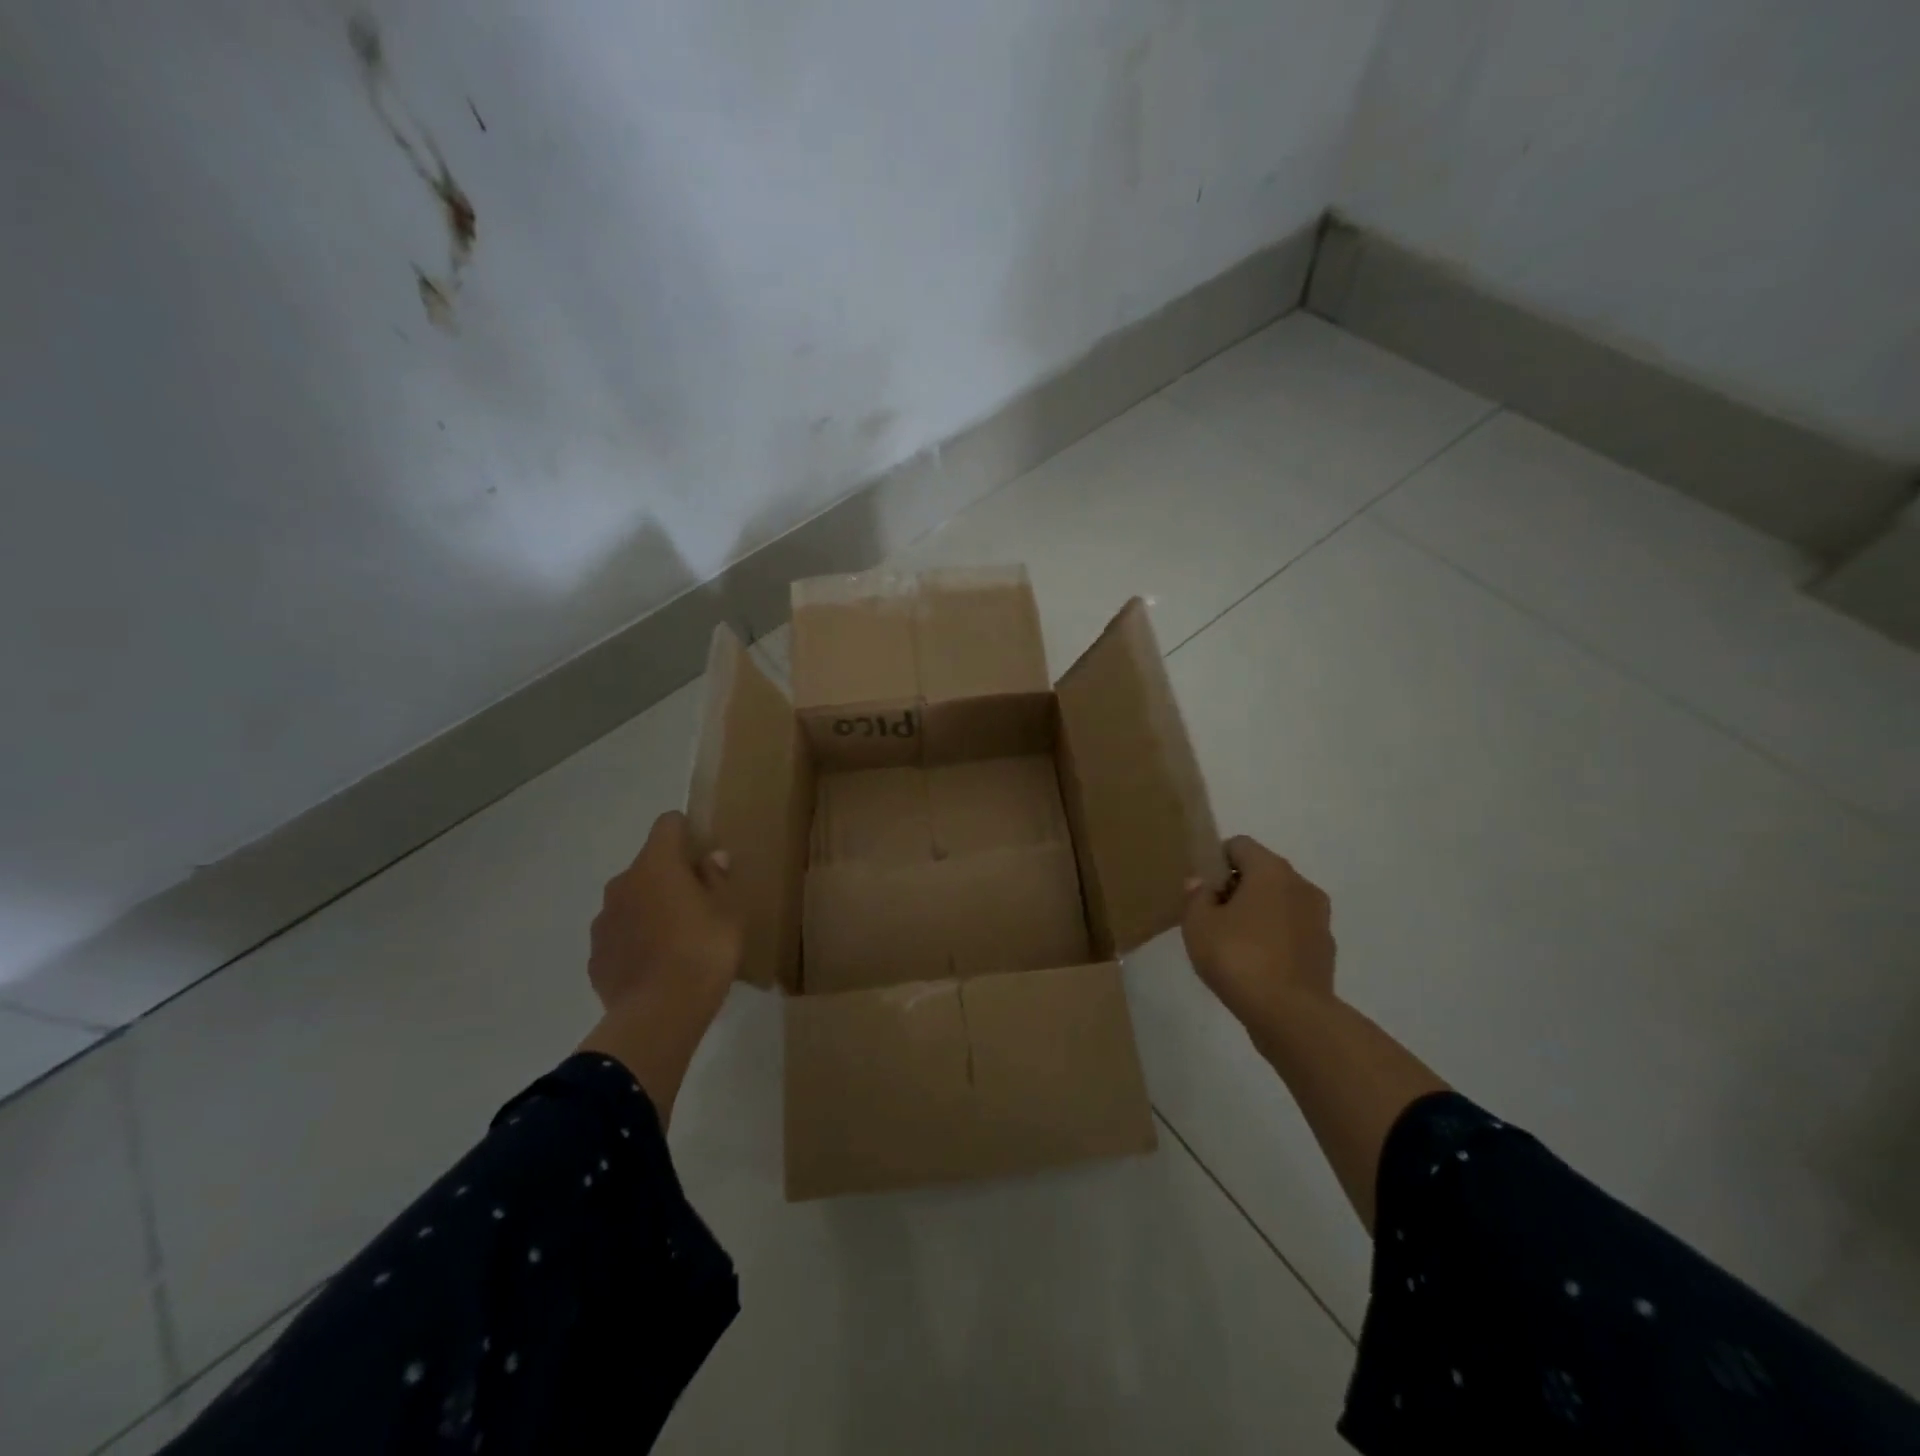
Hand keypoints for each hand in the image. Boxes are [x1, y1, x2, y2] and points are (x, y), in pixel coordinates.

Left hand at [580, 811, 740, 1120]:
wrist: (659, 1014)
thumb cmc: (704, 951)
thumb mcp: (728, 912)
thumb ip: (717, 879)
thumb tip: (711, 858)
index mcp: (657, 864)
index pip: (668, 824)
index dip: (687, 831)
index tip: (703, 852)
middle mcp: (623, 883)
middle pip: (648, 864)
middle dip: (670, 876)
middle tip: (698, 903)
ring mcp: (604, 920)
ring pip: (631, 900)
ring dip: (650, 908)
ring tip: (677, 939)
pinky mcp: (596, 955)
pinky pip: (620, 935)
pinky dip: (636, 941)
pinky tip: (657, 965)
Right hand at [1181, 835, 1335, 1032]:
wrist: (1291, 1016)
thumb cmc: (1239, 958)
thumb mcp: (1198, 925)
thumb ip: (1196, 897)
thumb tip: (1202, 884)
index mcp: (1271, 870)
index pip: (1239, 845)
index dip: (1216, 861)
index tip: (1202, 889)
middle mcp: (1301, 885)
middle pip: (1262, 872)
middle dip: (1237, 888)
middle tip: (1212, 917)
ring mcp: (1319, 918)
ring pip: (1280, 902)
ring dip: (1258, 913)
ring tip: (1234, 943)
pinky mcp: (1325, 949)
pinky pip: (1292, 930)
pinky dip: (1275, 938)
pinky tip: (1256, 964)